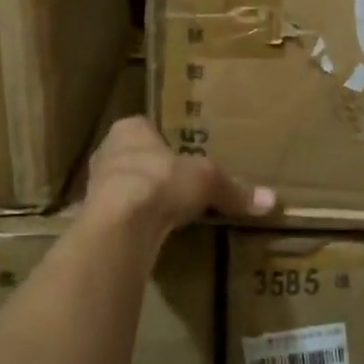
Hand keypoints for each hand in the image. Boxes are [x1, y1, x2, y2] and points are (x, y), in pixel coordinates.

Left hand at [84, 116, 275, 238]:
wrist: (120, 225)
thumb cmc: (161, 181)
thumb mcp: (207, 181)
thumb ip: (233, 189)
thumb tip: (271, 200)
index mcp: (129, 129)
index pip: (146, 128)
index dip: (164, 142)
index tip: (182, 156)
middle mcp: (107, 152)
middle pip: (133, 158)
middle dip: (152, 170)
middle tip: (176, 184)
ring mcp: (94, 187)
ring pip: (122, 188)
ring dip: (139, 198)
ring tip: (165, 212)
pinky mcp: (92, 220)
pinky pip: (118, 218)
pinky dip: (132, 225)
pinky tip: (148, 235)